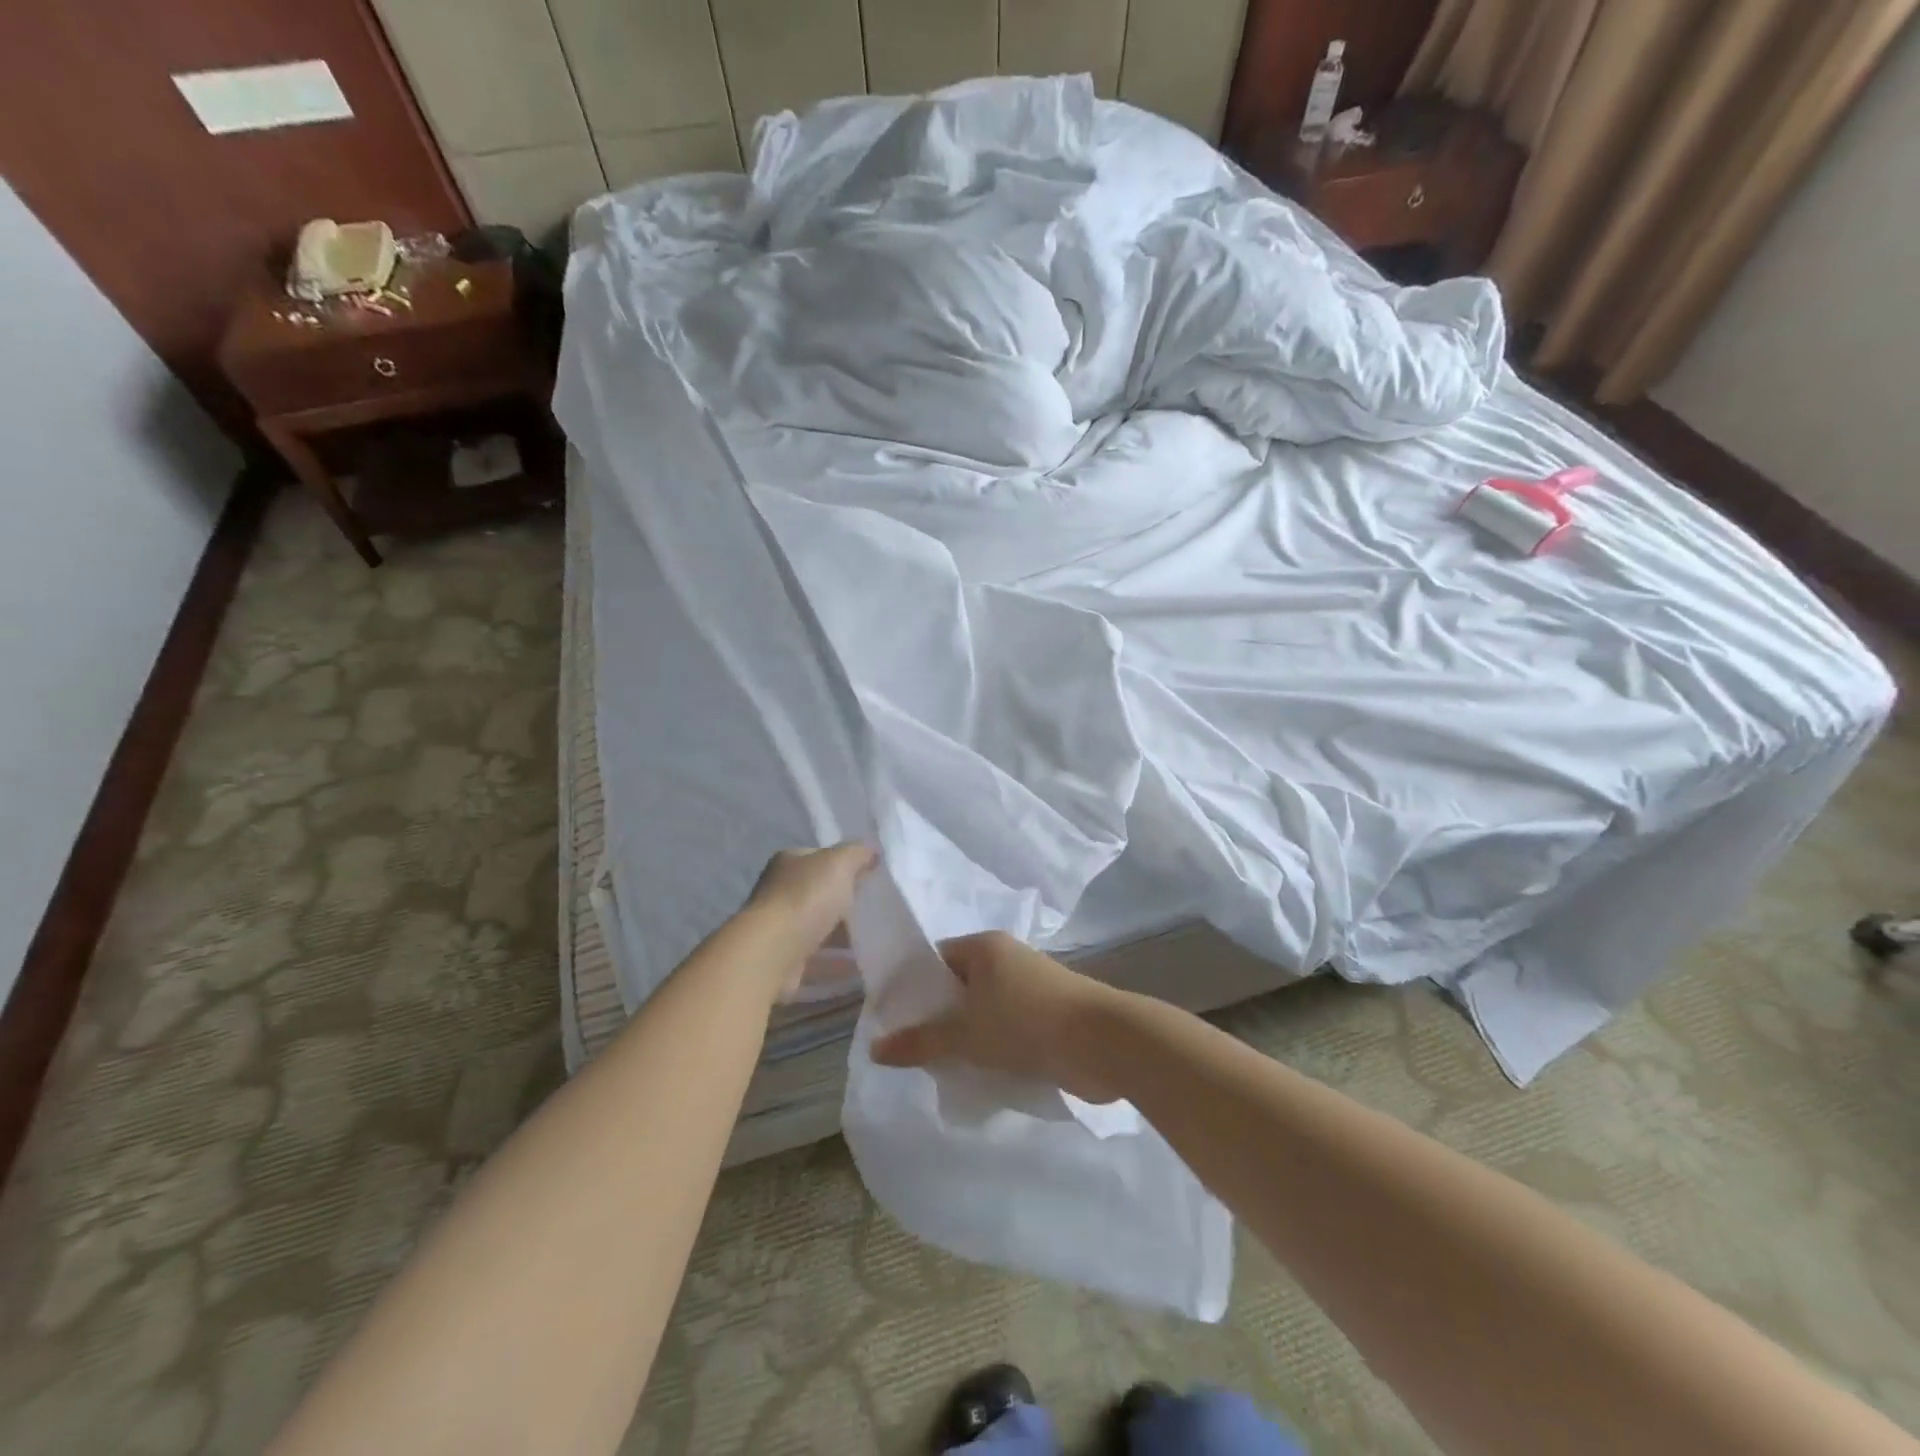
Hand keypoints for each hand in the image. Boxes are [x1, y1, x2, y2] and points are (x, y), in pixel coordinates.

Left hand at [746, 842, 875, 997]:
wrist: (772, 952)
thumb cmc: (806, 898)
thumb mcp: (839, 863)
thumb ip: (857, 853)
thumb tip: (872, 851)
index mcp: (789, 862)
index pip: (821, 858)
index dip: (846, 865)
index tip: (871, 878)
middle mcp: (779, 891)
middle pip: (820, 893)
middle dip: (846, 902)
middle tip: (876, 910)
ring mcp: (780, 926)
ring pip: (818, 926)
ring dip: (842, 934)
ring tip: (874, 940)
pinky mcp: (784, 958)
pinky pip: (817, 957)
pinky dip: (836, 961)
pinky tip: (858, 965)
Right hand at [869, 931, 1121, 1102]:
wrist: (1103, 1042)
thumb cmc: (1026, 1023)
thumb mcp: (965, 1034)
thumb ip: (920, 1042)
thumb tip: (874, 1049)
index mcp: (985, 947)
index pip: (936, 959)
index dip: (913, 987)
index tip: (893, 1019)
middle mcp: (1006, 959)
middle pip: (959, 986)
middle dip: (938, 1018)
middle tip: (913, 1050)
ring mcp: (1030, 987)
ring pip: (983, 1011)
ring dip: (967, 1038)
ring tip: (942, 1069)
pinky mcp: (1048, 1016)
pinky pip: (1007, 1028)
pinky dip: (992, 1048)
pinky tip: (979, 1075)